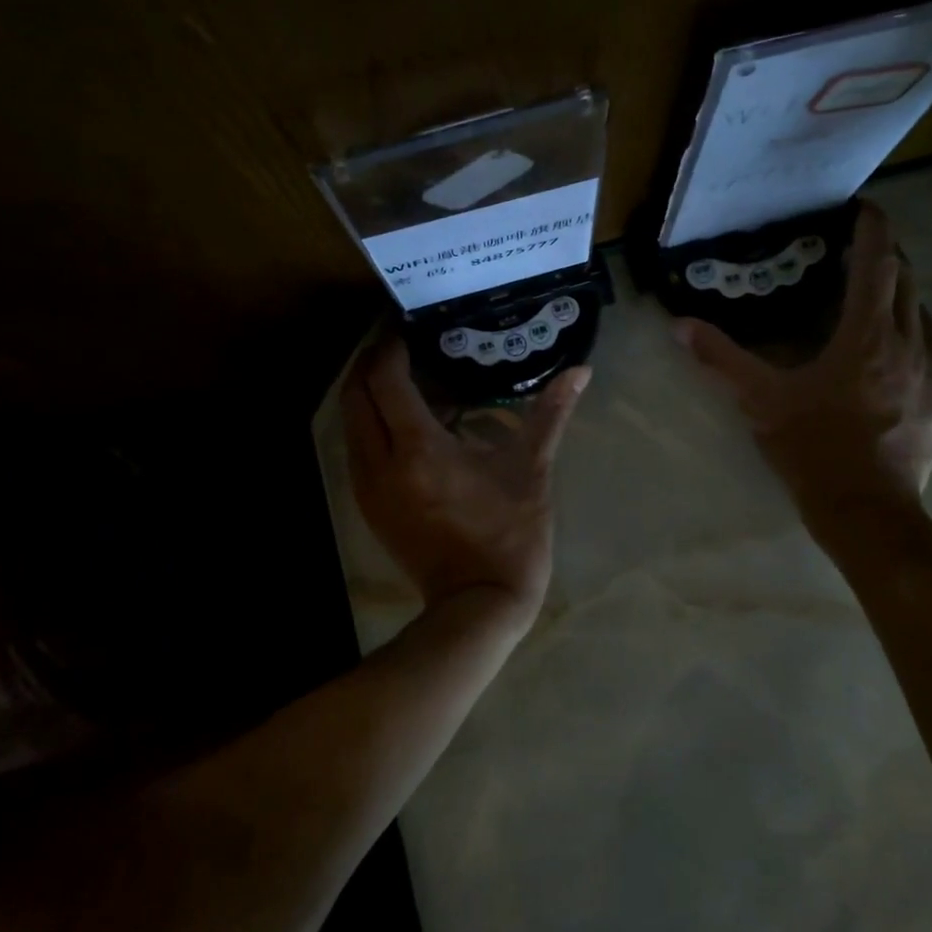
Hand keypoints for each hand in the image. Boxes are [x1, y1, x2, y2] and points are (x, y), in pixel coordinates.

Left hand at [341, 336, 589, 625]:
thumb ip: (550, 413)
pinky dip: (372, 423)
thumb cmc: (509, 535)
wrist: (479, 604)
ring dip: (368, 393)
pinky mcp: (368, 506)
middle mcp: (381, 463)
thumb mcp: (531, 470)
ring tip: (403, 376)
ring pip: (351, 422)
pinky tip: (404, 422)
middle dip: (372, 363)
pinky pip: (357, 448)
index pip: (386, 379)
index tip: (409, 326)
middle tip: (402, 344)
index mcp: (419, 449)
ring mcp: (368, 488)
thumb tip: (581, 371)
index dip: (392, 346)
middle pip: (356, 395)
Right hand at [674, 203, 931, 531]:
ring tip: (879, 310)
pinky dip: (919, 351)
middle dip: (888, 261)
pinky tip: (900, 370)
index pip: (877, 264)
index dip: (873, 229)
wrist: (865, 511)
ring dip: (903, 305)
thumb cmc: (813, 448)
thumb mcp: (761, 401)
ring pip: (927, 320)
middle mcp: (912, 345)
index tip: (866, 208)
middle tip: (862, 257)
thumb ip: (722, 359)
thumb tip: (679, 325)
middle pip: (907, 284)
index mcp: (866, 337)